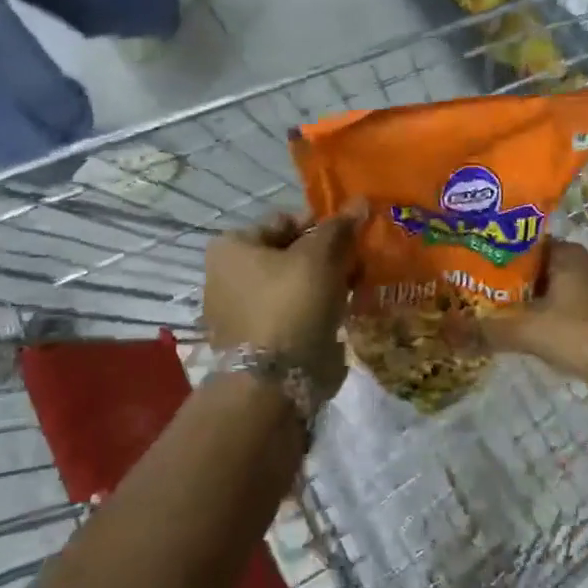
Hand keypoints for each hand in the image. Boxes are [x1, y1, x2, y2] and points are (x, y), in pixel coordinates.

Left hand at [203, 206, 363, 401]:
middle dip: (327, 257)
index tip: (353, 237)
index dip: (323, 224)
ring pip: (294, 285)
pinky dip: (315, 311)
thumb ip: (339, 228)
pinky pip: (291, 313)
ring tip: (355, 290)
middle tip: (358, 265)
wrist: (272, 385)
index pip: (285, 220)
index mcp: (232, 247)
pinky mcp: (255, 341)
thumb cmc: (291, 305)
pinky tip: (341, 315)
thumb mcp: (320, 257)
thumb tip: (360, 202)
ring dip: (325, 284)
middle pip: (290, 253)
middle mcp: (227, 275)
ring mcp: (238, 311)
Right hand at [478, 241, 587, 393]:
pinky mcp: (586, 315)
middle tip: (463, 283)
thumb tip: (445, 332)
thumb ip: (487, 330)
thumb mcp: (528, 330)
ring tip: (477, 304)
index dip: (491, 248)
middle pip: (528, 266)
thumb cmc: (581, 333)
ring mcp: (583, 291)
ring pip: (538, 289)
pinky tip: (506, 324)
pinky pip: (549, 307)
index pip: (519, 240)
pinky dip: (530, 314)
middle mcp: (575, 265)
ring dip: (514, 298)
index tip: (464, 256)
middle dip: (499, 276)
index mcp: (565, 253)